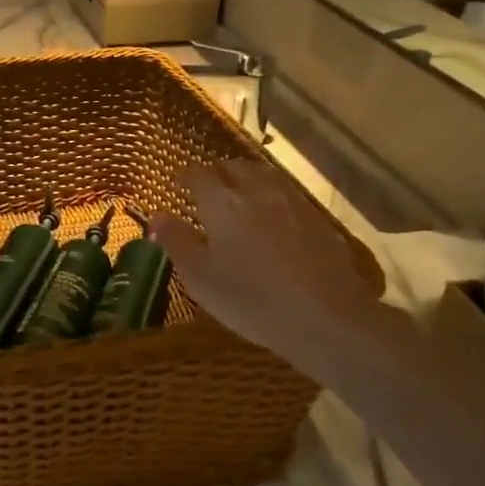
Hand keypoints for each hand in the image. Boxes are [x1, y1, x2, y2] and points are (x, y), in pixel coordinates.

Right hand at [151, 159, 390, 373]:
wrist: (327, 318)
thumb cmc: (252, 299)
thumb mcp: (201, 278)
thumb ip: (176, 242)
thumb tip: (157, 216)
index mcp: (222, 202)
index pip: (198, 174)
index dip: (185, 176)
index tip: (177, 183)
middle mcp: (257, 192)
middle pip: (234, 167)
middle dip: (218, 173)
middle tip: (207, 190)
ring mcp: (293, 203)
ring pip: (265, 176)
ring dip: (247, 180)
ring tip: (240, 196)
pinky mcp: (319, 221)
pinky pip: (288, 196)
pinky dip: (273, 198)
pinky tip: (274, 220)